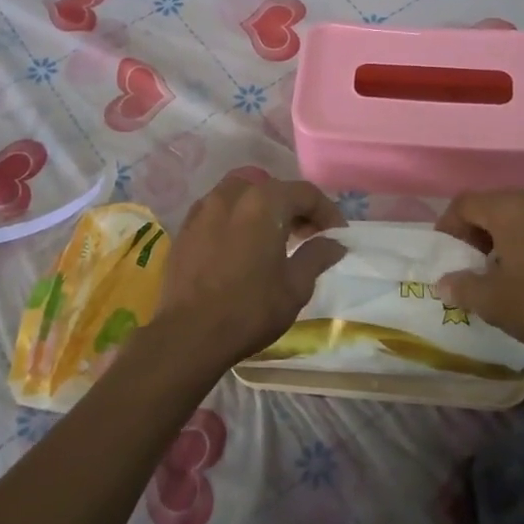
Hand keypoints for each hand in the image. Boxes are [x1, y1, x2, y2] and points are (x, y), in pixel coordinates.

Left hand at [150, 178, 346, 371]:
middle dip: (295, 207)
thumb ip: (317, 256)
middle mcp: (232, 195)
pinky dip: (236, 217)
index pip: (305, 193)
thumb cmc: (250, 308)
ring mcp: (204, 209)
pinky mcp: (185, 228)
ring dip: (263, 207)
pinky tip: (241, 244)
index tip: (337, 236)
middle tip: (308, 235)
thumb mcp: (295, 286)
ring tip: (273, 236)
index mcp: (264, 202)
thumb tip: (335, 243)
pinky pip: (218, 209)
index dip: (327, 212)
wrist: (188, 335)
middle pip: (273, 188)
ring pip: (242, 192)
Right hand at [433, 190, 523, 361]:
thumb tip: (444, 283)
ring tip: (501, 274)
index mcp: (509, 207)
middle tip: (470, 266)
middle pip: (493, 206)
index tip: (446, 257)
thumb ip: (462, 287)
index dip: (447, 227)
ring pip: (521, 217)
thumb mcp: (494, 302)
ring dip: (503, 239)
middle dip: (475, 233)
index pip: (464, 203)